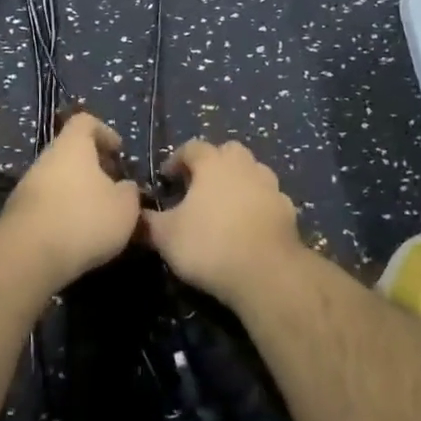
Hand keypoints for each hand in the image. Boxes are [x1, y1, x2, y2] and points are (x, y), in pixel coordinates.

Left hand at [0, 113, 142, 283]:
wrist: (29, 256)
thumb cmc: (84, 219)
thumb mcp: (125, 207)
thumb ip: (130, 192)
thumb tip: (125, 188)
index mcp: (72, 146)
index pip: (85, 121)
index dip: (104, 132)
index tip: (118, 152)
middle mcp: (46, 159)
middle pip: (71, 153)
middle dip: (94, 169)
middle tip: (114, 189)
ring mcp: (27, 186)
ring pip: (59, 181)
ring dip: (79, 194)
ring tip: (99, 218)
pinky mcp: (18, 214)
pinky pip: (47, 205)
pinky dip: (64, 214)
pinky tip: (78, 236)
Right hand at [143, 139, 302, 301]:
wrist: (267, 272)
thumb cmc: (210, 245)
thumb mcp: (166, 236)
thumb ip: (147, 222)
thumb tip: (132, 214)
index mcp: (213, 163)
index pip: (192, 148)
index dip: (176, 160)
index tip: (166, 179)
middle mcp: (244, 165)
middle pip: (227, 151)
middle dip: (212, 163)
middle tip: (198, 186)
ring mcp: (270, 185)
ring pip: (252, 171)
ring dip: (238, 181)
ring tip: (224, 205)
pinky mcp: (288, 209)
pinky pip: (268, 198)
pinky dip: (257, 204)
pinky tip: (248, 225)